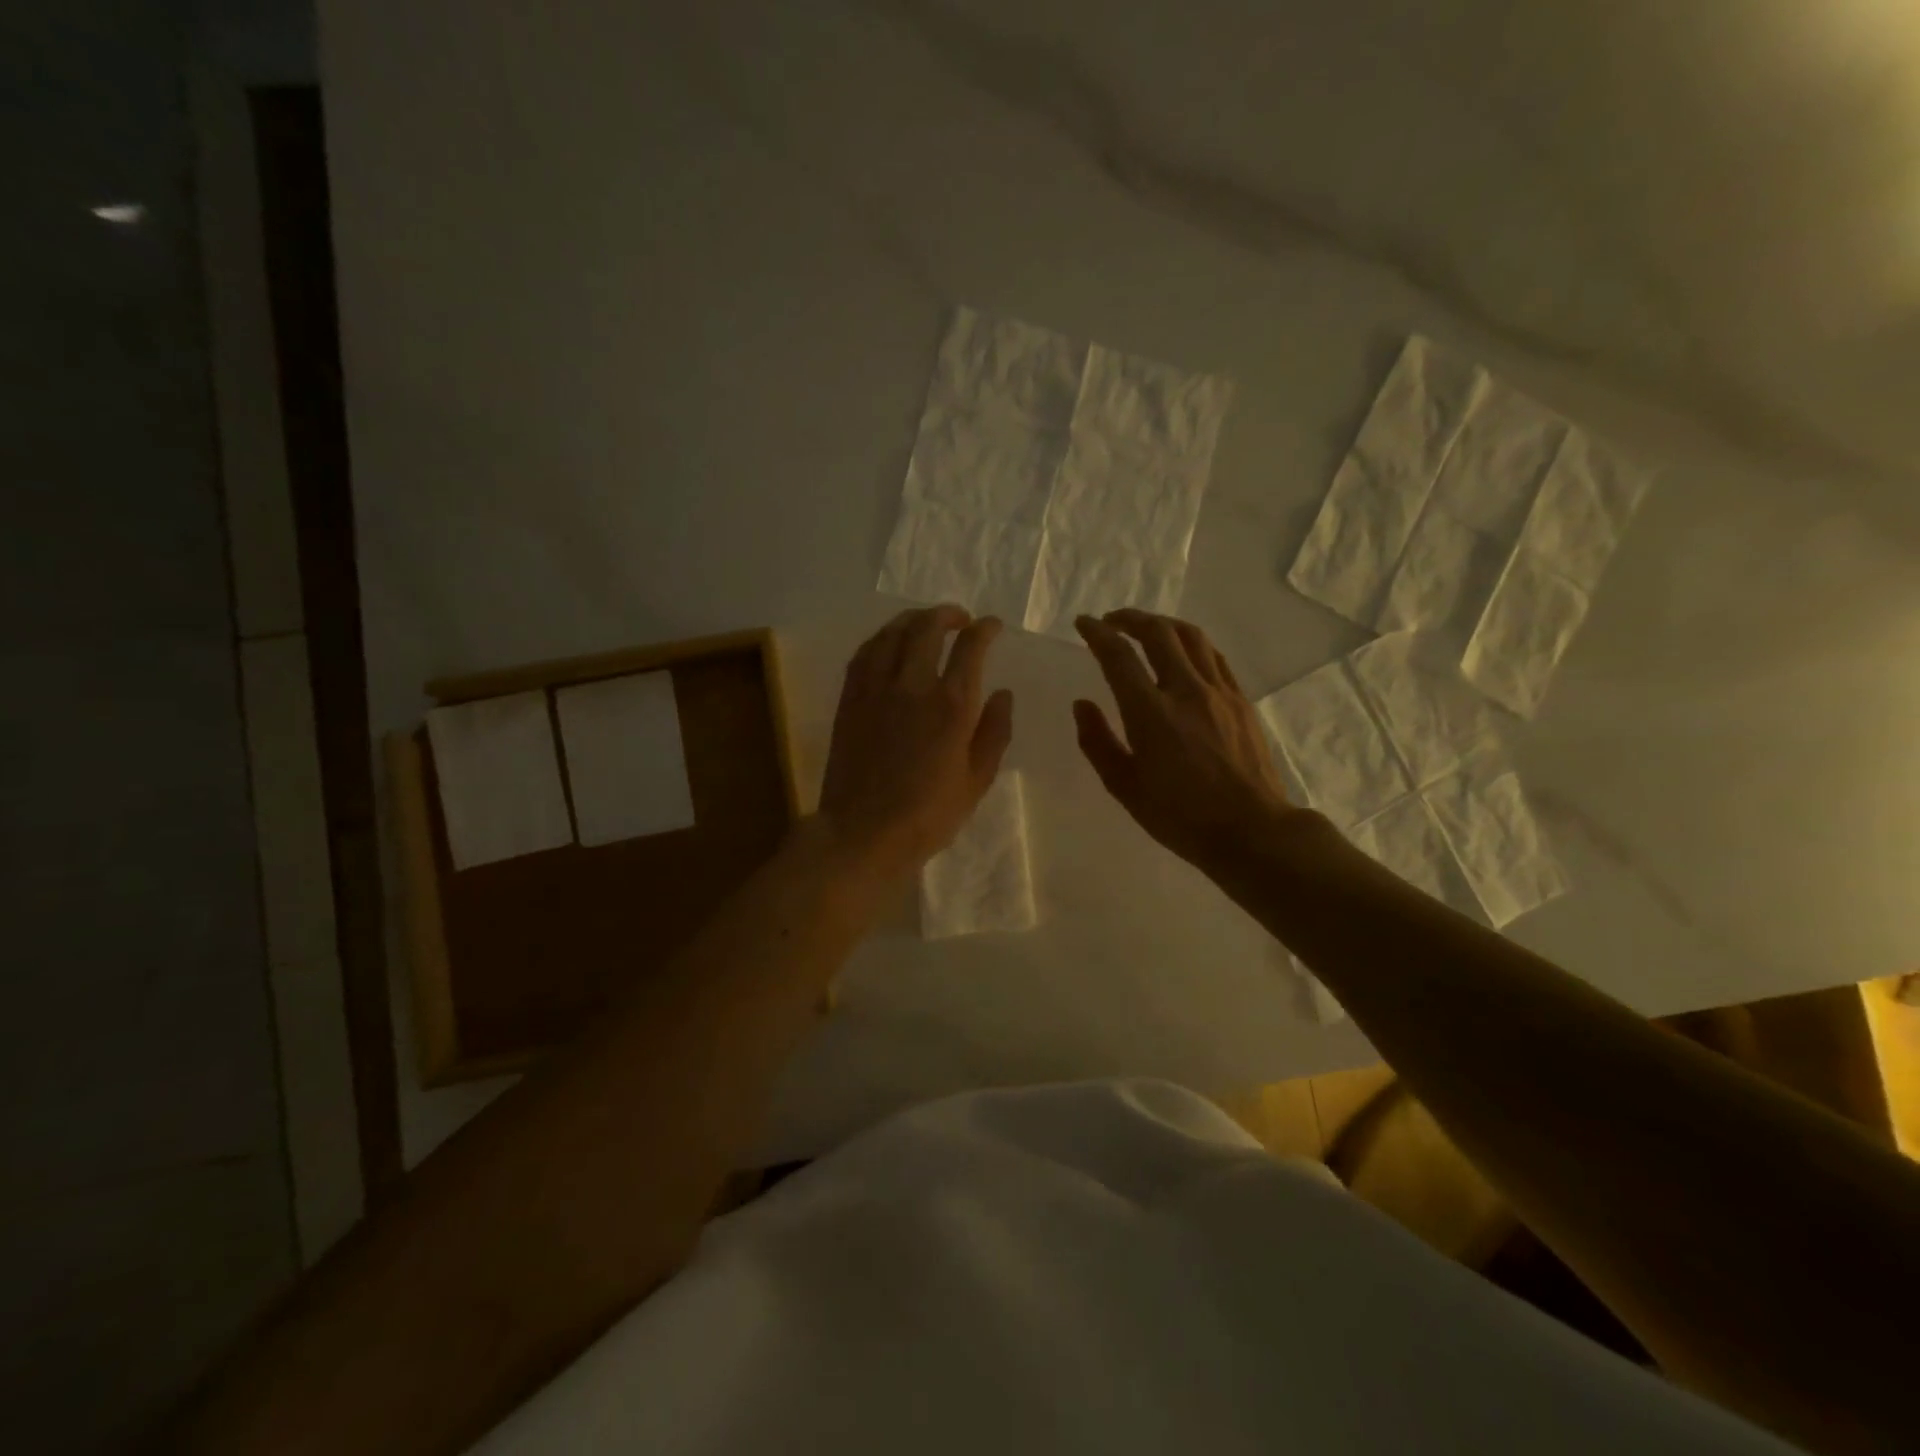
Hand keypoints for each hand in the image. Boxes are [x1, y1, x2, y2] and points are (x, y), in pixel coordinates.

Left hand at [818, 605, 1013, 881]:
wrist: (864, 832)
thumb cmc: (928, 815)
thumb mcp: (977, 780)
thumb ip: (994, 732)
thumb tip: (1004, 694)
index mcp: (951, 705)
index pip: (971, 647)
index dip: (985, 629)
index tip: (992, 626)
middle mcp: (913, 686)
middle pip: (927, 628)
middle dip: (948, 614)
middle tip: (960, 619)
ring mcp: (875, 689)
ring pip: (892, 633)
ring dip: (913, 619)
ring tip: (925, 622)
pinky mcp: (850, 699)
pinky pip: (864, 653)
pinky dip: (881, 639)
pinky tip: (888, 643)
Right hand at [1073, 610, 1300, 873]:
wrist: (1251, 830)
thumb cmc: (1180, 816)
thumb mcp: (1124, 787)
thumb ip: (1098, 742)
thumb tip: (1082, 704)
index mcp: (1150, 713)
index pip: (1118, 656)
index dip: (1097, 633)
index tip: (1083, 623)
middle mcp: (1185, 691)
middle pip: (1158, 632)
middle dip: (1130, 618)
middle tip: (1112, 621)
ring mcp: (1219, 692)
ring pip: (1191, 636)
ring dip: (1163, 624)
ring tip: (1147, 629)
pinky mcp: (1241, 701)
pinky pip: (1214, 656)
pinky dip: (1191, 643)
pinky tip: (1184, 653)